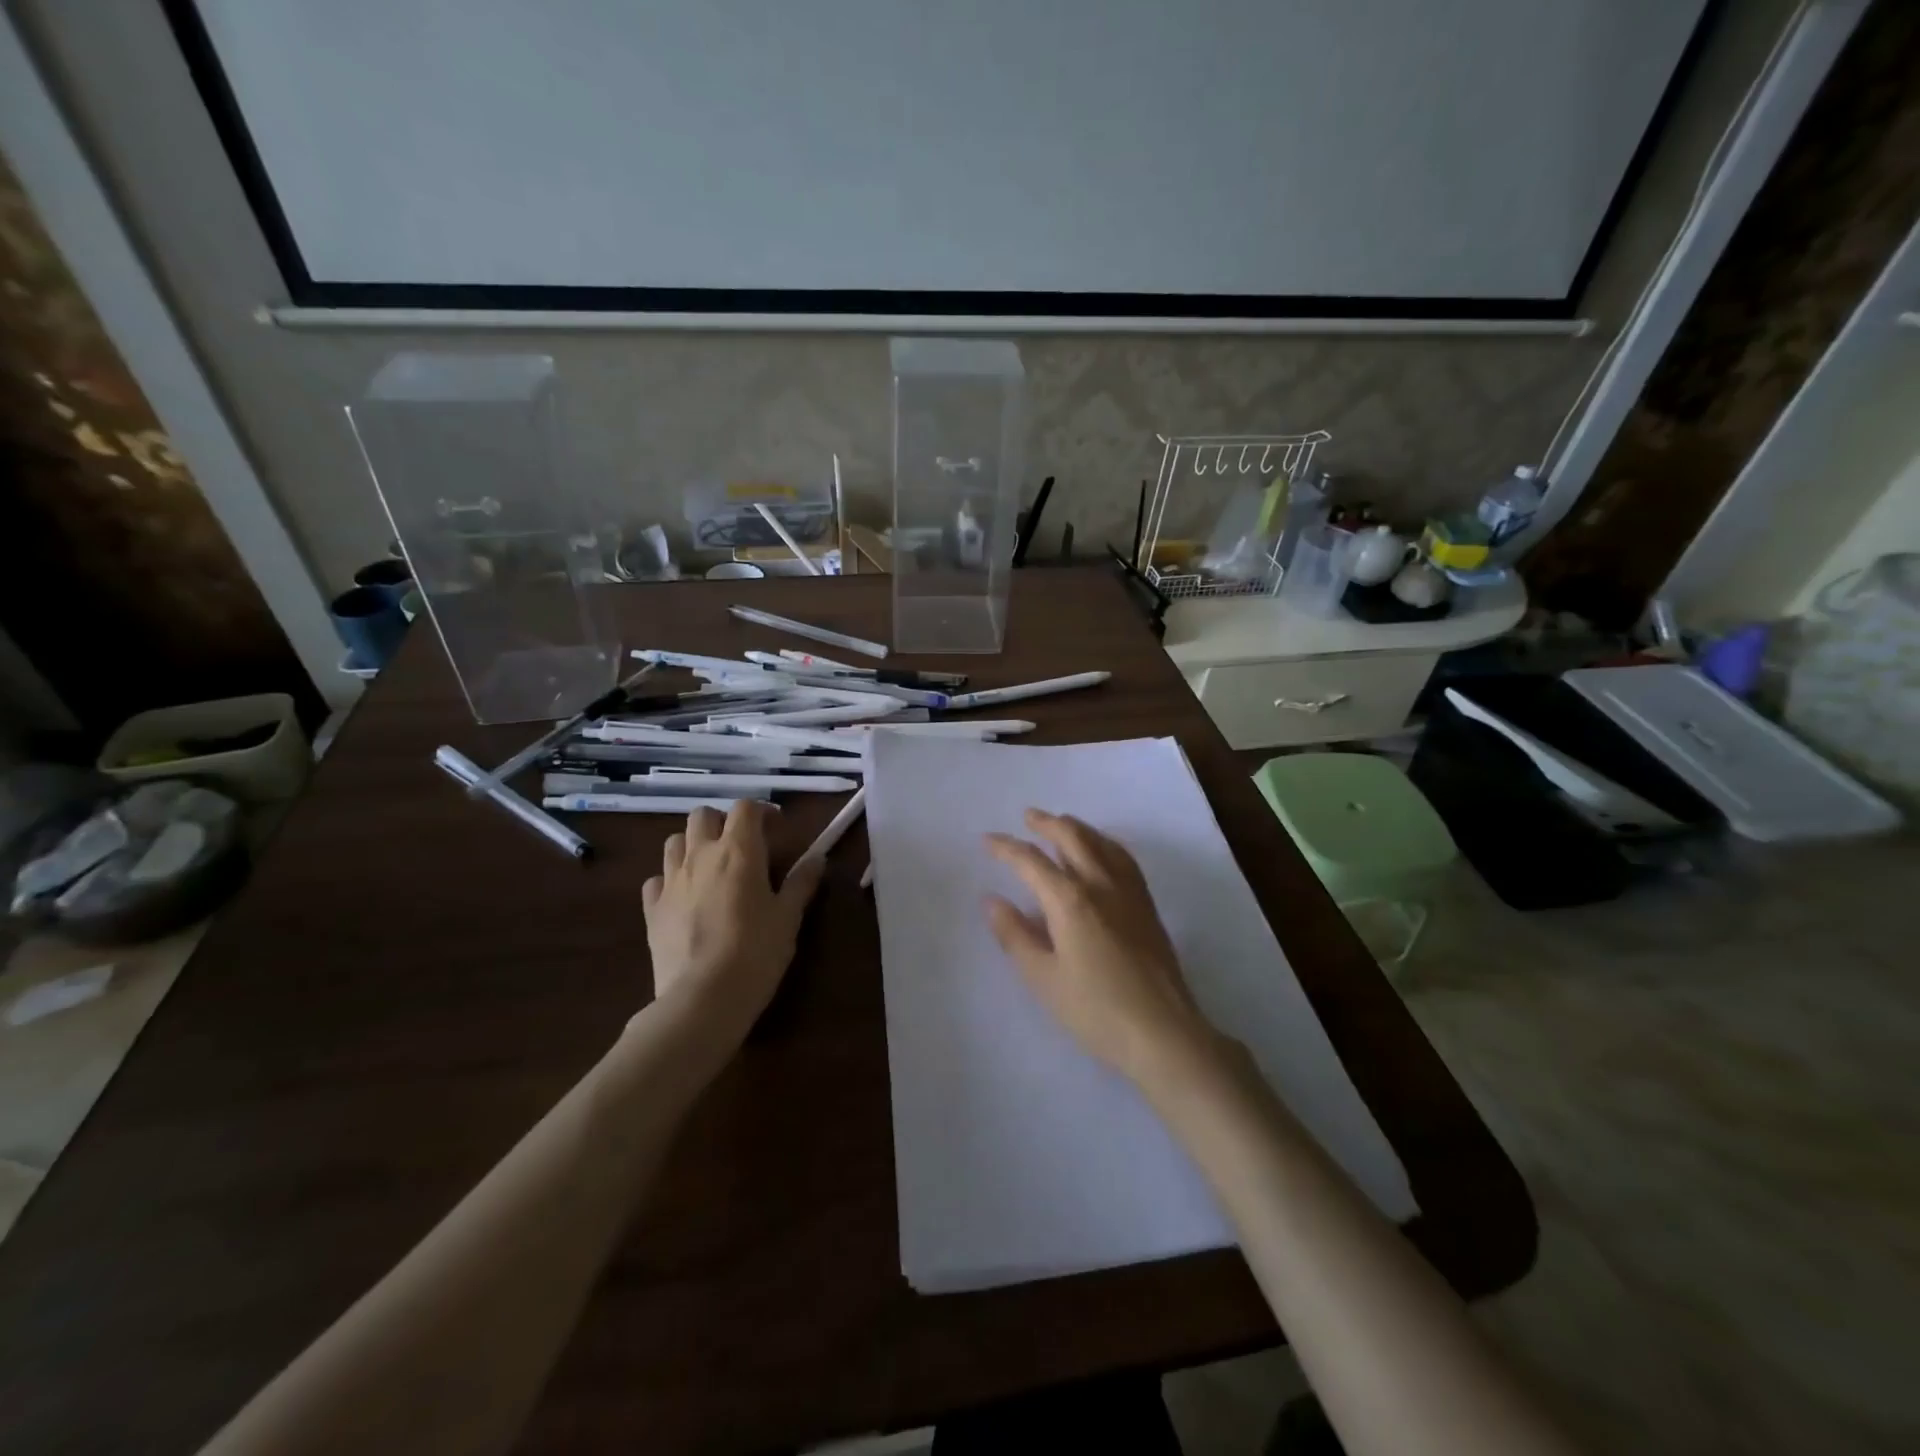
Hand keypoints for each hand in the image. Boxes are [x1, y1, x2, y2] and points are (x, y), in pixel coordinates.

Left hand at [642, 801, 824, 1040]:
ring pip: (674, 842)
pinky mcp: (651, 909)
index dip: (762, 812)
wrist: (703, 998)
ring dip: (693, 845)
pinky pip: (656, 880)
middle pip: (703, 815)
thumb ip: (802, 882)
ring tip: (711, 868)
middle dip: (722, 822)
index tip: (777, 830)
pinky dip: (670, 881)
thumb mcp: (789, 917)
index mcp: (738, 851)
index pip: (745, 808)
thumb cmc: (756, 952)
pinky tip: (684, 898)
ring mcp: (671, 881)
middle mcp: (700, 856)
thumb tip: (817, 858)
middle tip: (742, 846)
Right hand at [984, 809, 1213, 1086]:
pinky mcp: (1147, 906)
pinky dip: (1105, 843)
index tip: (988, 840)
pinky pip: (1123, 858)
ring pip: (1101, 843)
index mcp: (1070, 900)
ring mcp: (1129, 892)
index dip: (1006, 848)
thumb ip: (1015, 935)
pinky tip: (1103, 851)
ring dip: (1077, 828)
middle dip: (1047, 823)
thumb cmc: (1095, 1010)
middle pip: (1072, 837)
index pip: (1031, 861)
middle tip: (1028, 817)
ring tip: (1062, 824)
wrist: (1163, 1032)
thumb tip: (992, 900)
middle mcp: (1100, 884)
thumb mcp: (1043, 978)